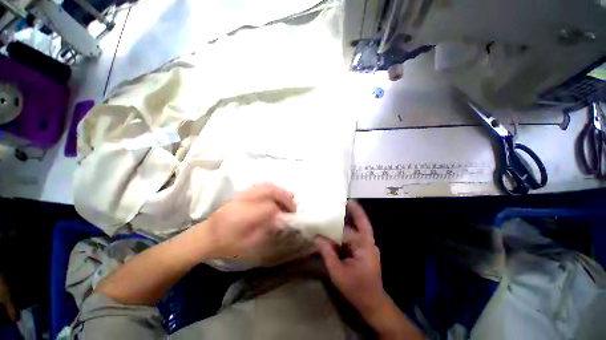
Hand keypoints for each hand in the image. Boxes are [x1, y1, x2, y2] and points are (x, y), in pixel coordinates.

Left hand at [200, 183, 296, 260]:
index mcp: (244, 217)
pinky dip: (272, 189)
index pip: (270, 207)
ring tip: (287, 199)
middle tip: (292, 206)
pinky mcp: (241, 193)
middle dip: (284, 197)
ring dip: (280, 191)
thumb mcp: (248, 247)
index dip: (283, 210)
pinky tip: (276, 195)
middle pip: (269, 191)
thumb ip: (267, 233)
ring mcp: (242, 195)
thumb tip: (282, 221)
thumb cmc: (228, 245)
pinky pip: (261, 186)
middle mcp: (244, 201)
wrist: (206, 237)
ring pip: (266, 186)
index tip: (291, 216)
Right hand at [314, 201, 387, 320]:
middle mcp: (368, 242)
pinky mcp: (364, 248)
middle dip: (353, 210)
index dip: (333, 225)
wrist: (372, 303)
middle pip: (360, 222)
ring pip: (357, 227)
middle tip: (342, 200)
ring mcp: (367, 245)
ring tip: (337, 209)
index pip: (346, 231)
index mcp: (364, 247)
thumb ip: (327, 253)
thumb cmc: (356, 289)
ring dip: (349, 218)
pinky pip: (354, 235)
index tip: (324, 215)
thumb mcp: (338, 273)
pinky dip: (346, 229)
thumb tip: (316, 237)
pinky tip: (337, 227)